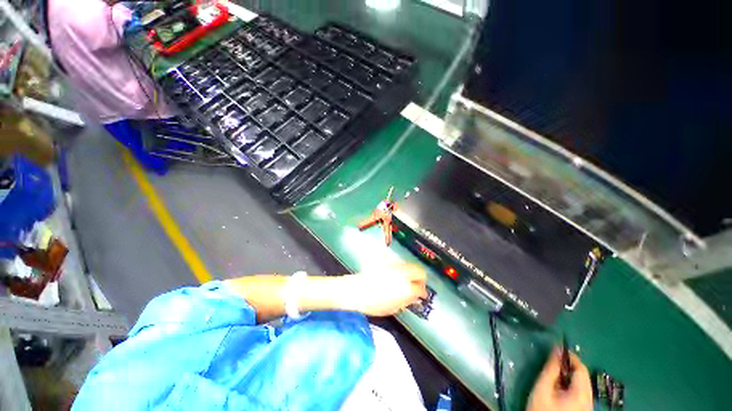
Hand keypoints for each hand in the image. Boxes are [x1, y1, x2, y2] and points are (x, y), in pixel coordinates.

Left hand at [343, 263, 427, 315]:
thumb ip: (407, 301)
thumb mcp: (393, 308)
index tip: (421, 296)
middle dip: (421, 279)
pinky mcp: (388, 260)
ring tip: (405, 280)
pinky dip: (401, 269)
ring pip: (410, 265)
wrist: (357, 290)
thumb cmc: (373, 303)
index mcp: (407, 288)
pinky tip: (395, 275)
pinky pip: (399, 263)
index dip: (423, 293)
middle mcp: (404, 273)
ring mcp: (396, 265)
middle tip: (417, 285)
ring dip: (411, 273)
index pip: (421, 288)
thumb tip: (415, 297)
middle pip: (420, 271)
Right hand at [527, 347, 592, 410]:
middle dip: (569, 366)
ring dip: (569, 376)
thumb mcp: (542, 388)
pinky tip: (559, 387)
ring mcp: (587, 407)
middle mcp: (589, 400)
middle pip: (583, 378)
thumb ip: (551, 369)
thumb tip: (556, 349)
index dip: (571, 357)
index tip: (557, 348)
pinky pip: (580, 394)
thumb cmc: (542, 410)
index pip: (581, 369)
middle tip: (553, 361)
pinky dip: (570, 385)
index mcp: (581, 394)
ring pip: (582, 386)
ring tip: (554, 373)